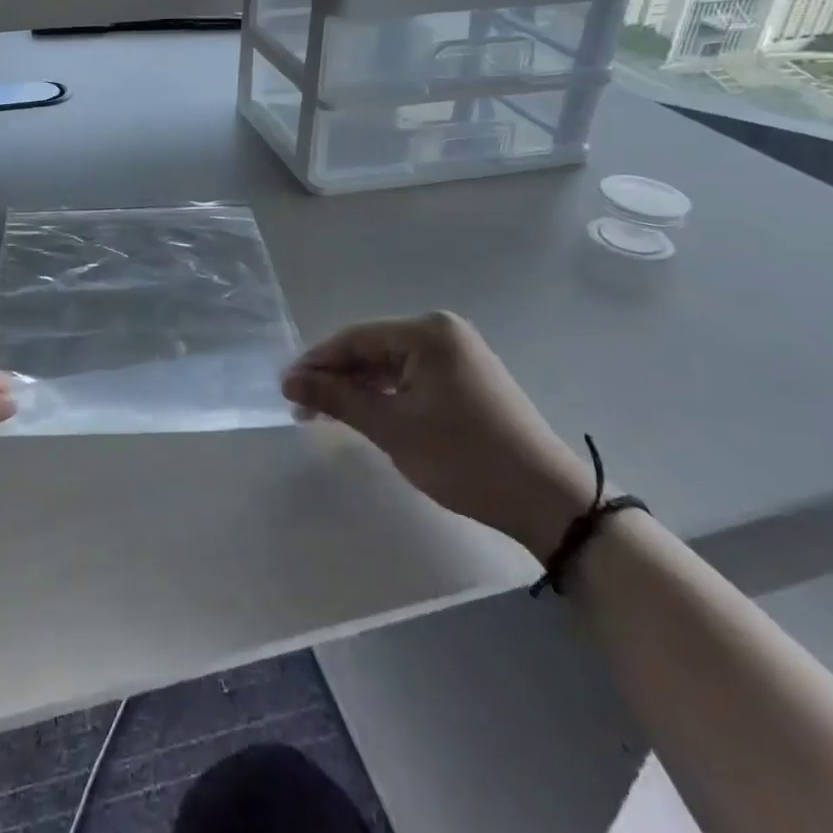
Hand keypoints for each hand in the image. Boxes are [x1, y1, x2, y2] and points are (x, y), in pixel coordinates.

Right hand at [283, 313, 590, 562]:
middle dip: (335, 378)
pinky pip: (410, 377)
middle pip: (371, 349)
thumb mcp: (392, 428)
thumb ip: (338, 399)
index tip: (285, 388)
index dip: (316, 363)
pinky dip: (385, 395)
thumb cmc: (464, 457)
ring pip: (389, 365)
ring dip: (358, 389)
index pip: (355, 338)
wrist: (547, 500)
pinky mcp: (465, 378)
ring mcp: (457, 354)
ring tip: (324, 416)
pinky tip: (364, 414)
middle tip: (301, 408)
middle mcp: (442, 331)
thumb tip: (289, 382)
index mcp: (427, 331)